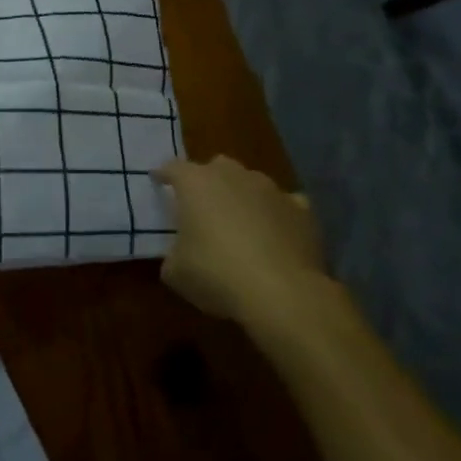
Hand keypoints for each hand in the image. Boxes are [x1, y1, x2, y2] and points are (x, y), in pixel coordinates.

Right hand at [153, 156, 334, 339]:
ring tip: (240, 222)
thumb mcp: (175, 271)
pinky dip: (277, 214)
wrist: (282, 293)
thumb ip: (174, 253)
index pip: (172, 168)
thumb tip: (181, 254)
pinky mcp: (302, 210)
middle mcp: (233, 176)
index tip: (158, 181)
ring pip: (252, 182)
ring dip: (243, 196)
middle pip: (216, 167)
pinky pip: (285, 204)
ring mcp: (271, 190)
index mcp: (195, 183)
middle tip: (202, 205)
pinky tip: (275, 233)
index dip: (163, 175)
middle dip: (208, 181)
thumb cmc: (216, 273)